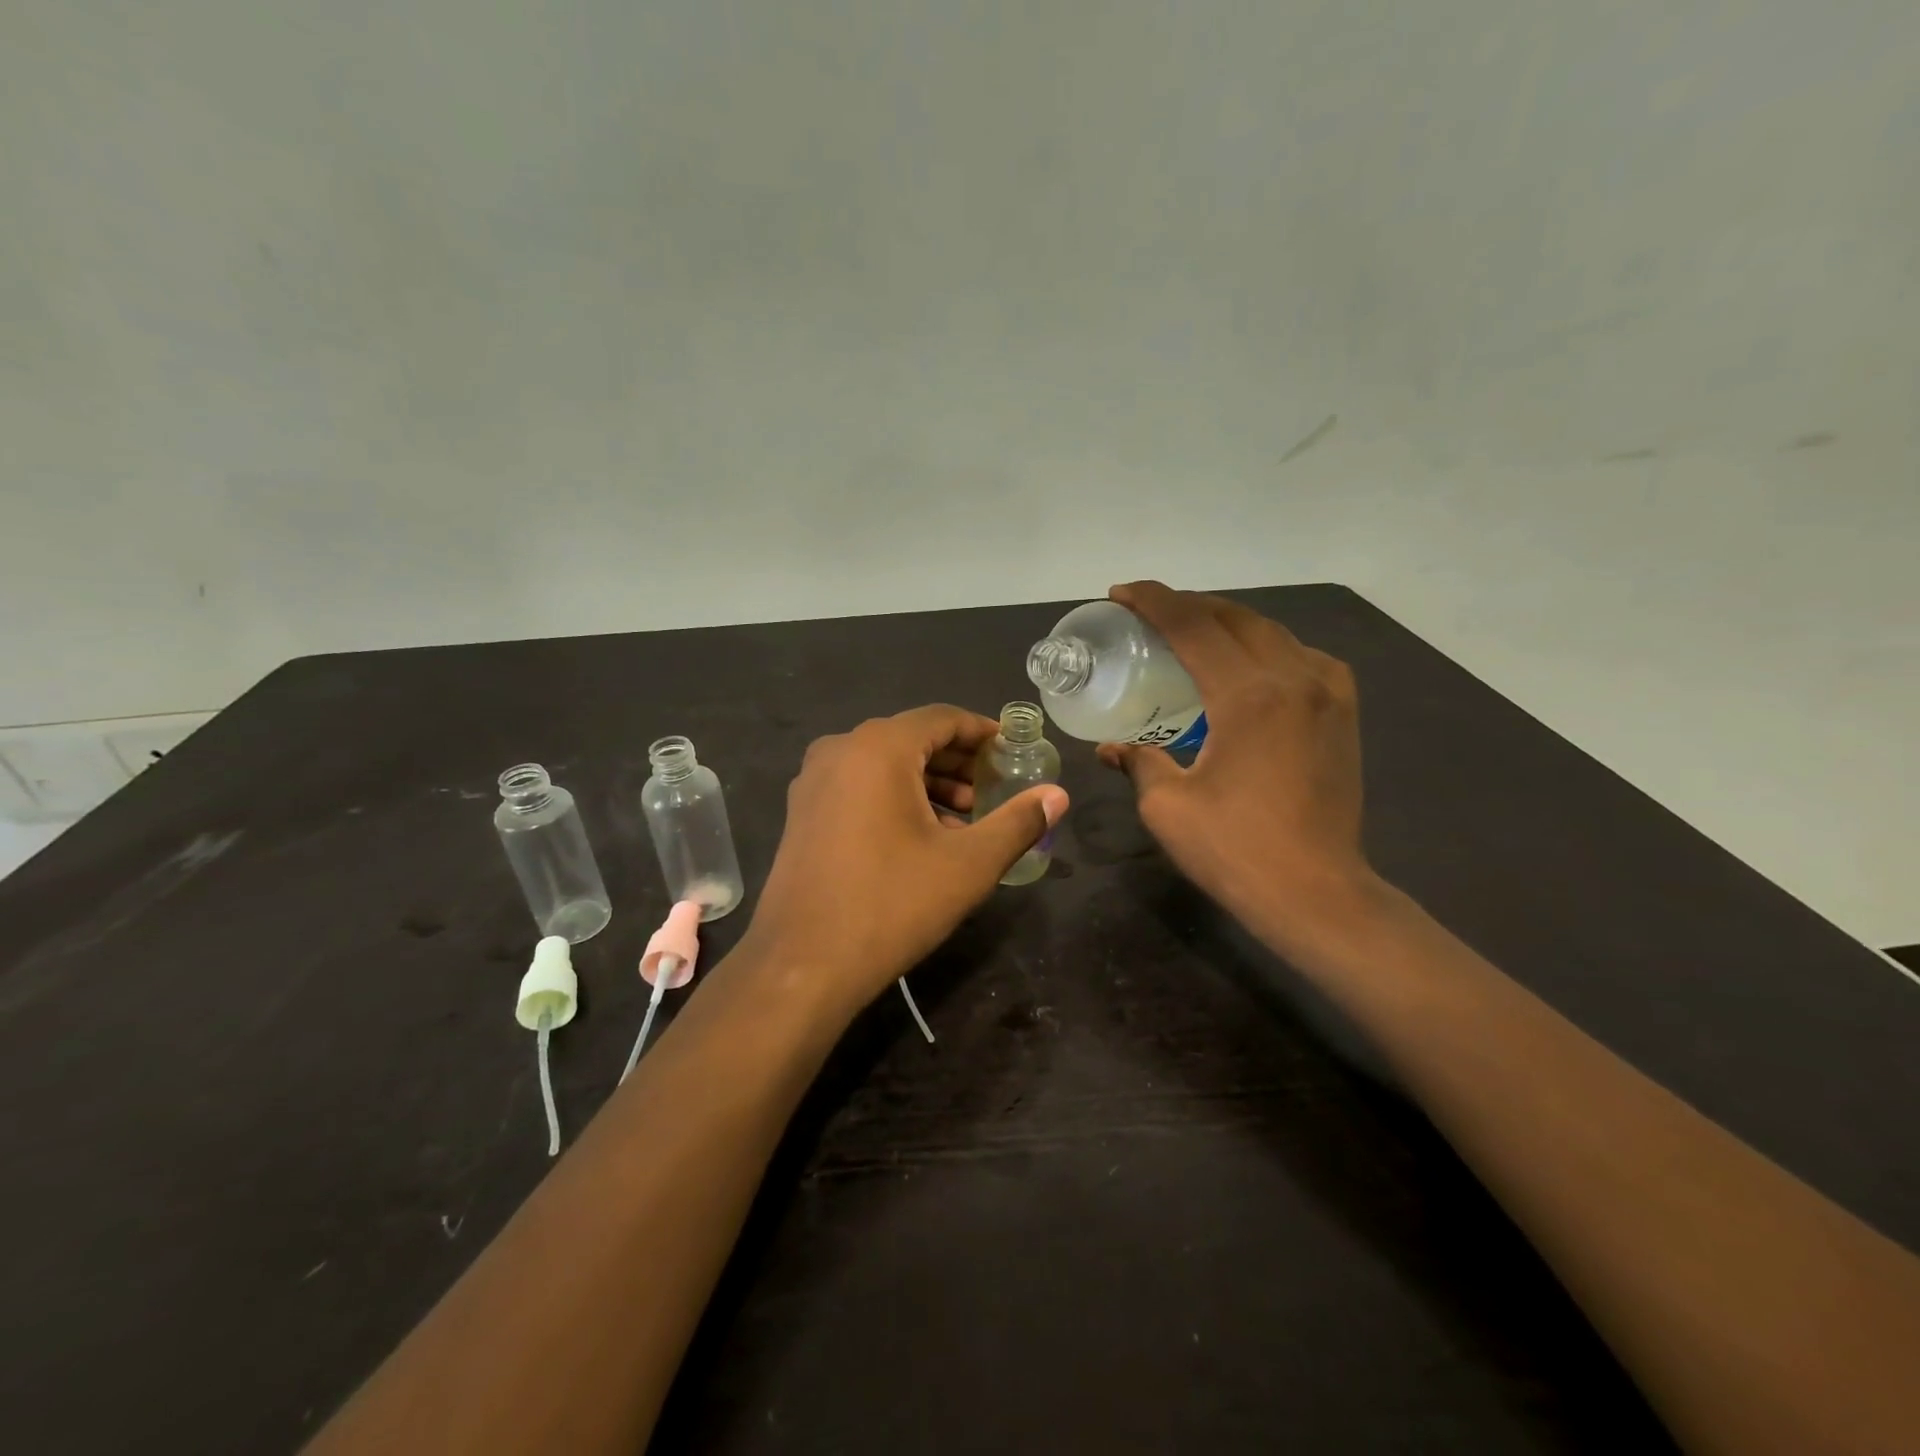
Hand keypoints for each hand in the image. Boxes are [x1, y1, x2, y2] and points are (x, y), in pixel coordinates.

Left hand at [743, 705, 1068, 1015]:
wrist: (802, 964)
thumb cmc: (891, 904)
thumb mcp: (968, 864)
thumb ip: (1018, 822)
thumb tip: (1059, 795)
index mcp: (878, 748)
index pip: (943, 719)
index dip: (983, 733)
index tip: (1014, 752)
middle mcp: (840, 750)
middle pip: (912, 739)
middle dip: (958, 763)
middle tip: (994, 790)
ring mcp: (813, 781)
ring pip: (884, 765)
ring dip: (928, 784)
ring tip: (965, 820)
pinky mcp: (802, 812)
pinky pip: (859, 786)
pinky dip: (895, 798)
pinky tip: (921, 837)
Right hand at [1098, 582, 1379, 957]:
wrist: (1317, 894)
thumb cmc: (1236, 850)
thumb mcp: (1168, 806)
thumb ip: (1139, 762)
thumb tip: (1112, 748)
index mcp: (1249, 695)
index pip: (1194, 626)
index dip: (1154, 602)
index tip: (1121, 593)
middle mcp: (1295, 678)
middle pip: (1235, 618)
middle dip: (1188, 605)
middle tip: (1149, 612)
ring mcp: (1328, 694)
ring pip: (1273, 632)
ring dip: (1228, 622)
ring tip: (1194, 632)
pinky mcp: (1344, 715)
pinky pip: (1303, 657)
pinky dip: (1267, 647)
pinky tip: (1251, 665)